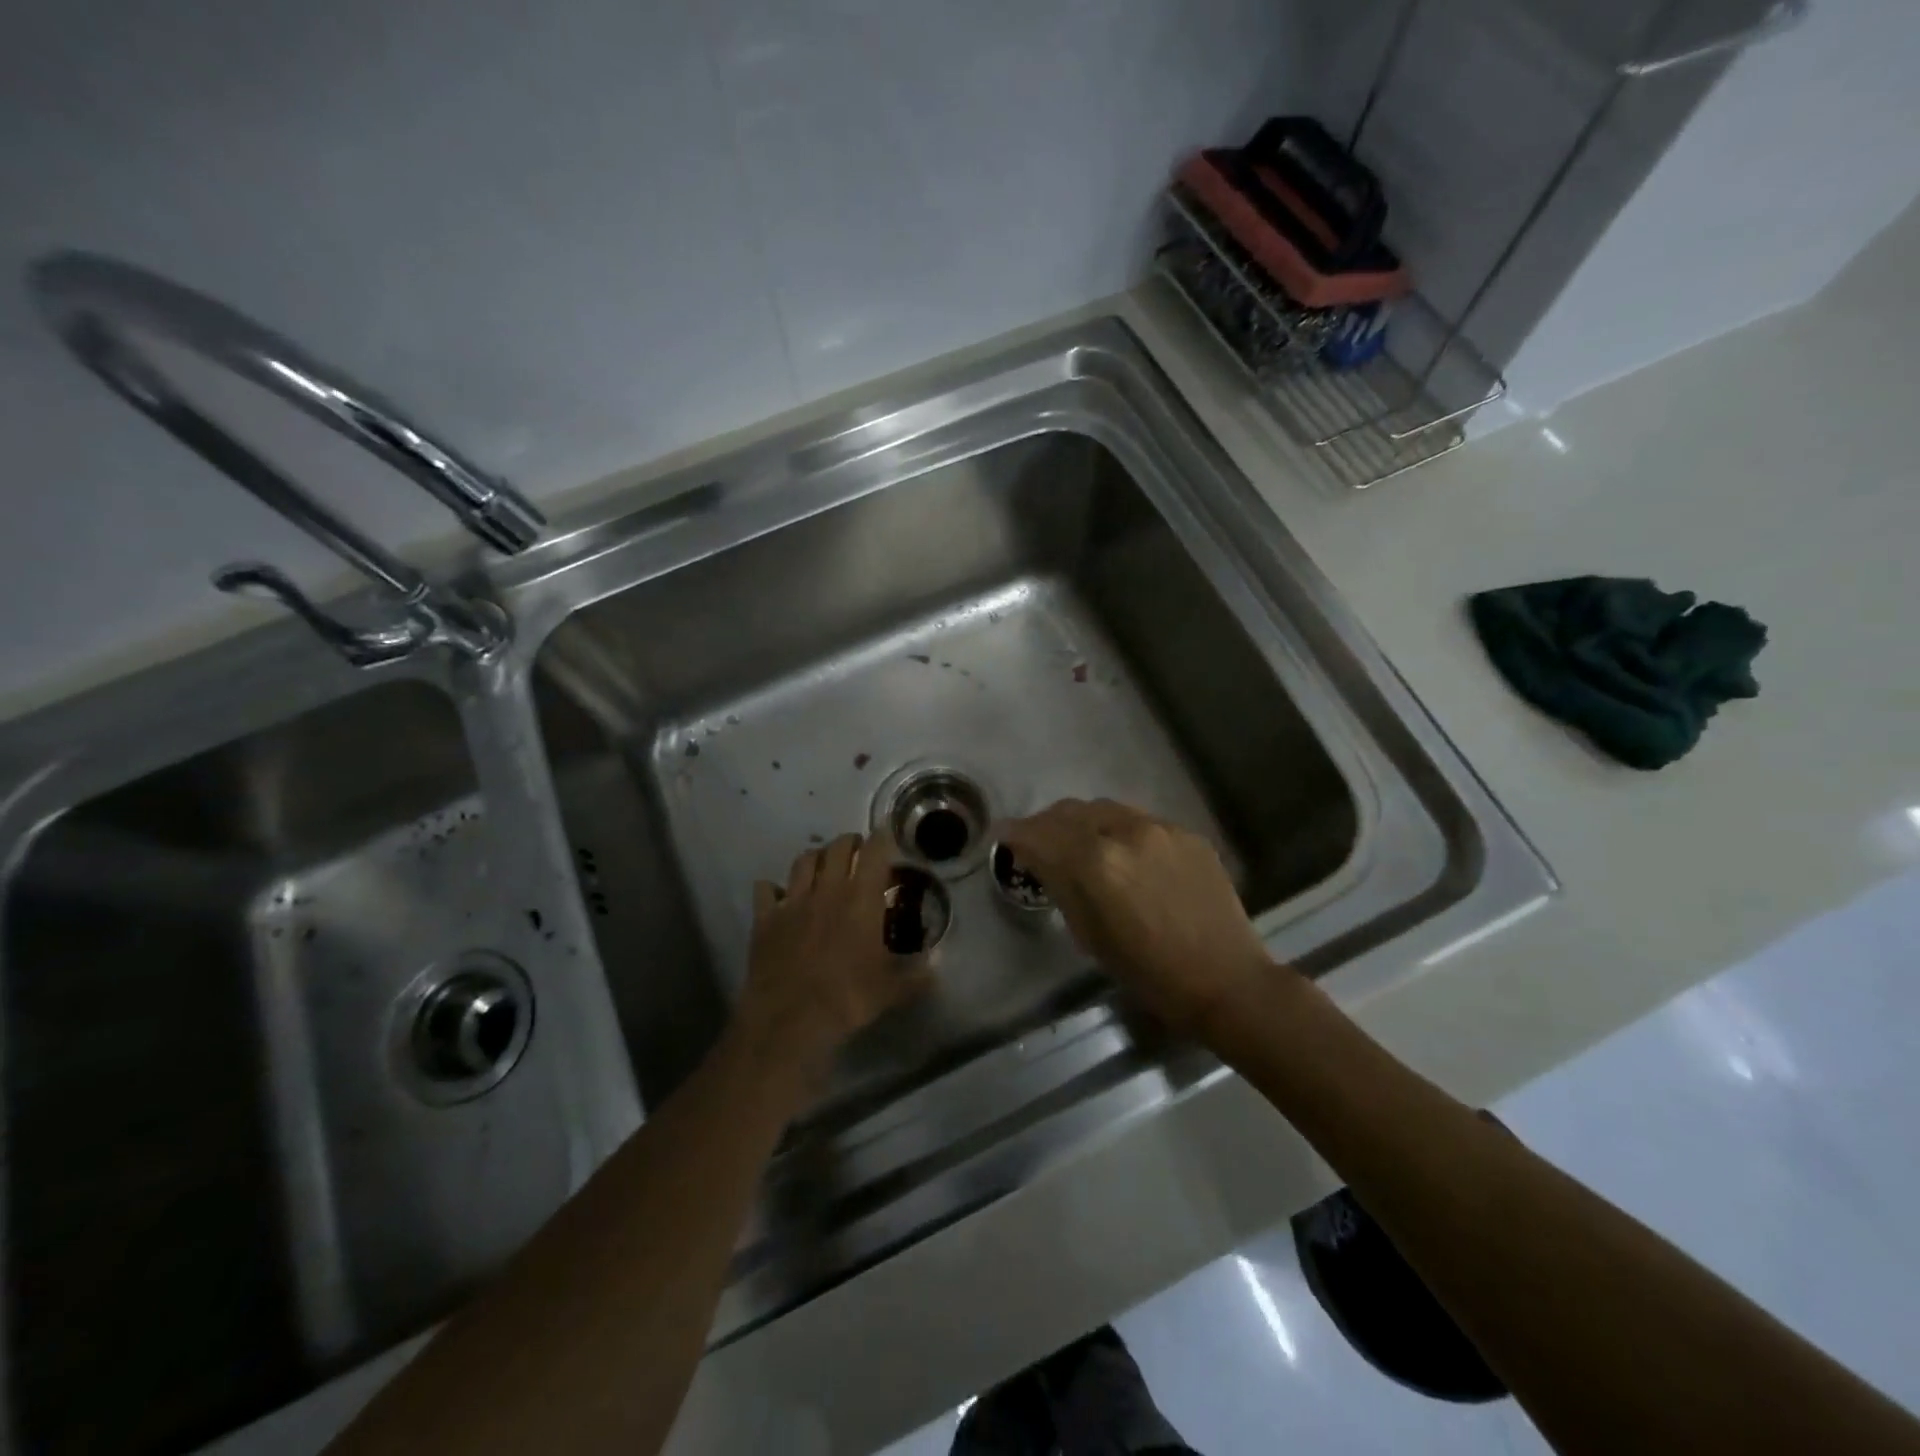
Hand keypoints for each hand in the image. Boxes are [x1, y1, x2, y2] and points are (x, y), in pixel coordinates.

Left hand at [733, 831, 932, 1093]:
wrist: (790, 1018)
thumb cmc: (848, 998)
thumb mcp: (892, 990)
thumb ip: (917, 975)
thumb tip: (937, 967)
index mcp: (862, 899)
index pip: (874, 852)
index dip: (882, 838)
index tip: (887, 836)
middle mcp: (828, 890)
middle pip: (838, 847)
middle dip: (850, 842)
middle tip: (858, 851)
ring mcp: (793, 901)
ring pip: (803, 860)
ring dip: (816, 857)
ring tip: (823, 865)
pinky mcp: (765, 918)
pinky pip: (766, 889)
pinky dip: (773, 888)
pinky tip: (778, 895)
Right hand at [1001, 799, 1276, 1040]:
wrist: (1226, 980)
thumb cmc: (1149, 973)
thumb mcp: (1090, 935)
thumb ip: (1061, 885)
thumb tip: (1038, 857)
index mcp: (1096, 863)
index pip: (1041, 833)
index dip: (1016, 832)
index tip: (1004, 836)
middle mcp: (1126, 831)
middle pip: (1070, 811)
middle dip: (1047, 823)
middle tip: (1038, 841)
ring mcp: (1161, 828)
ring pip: (1105, 809)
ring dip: (1083, 822)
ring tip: (1079, 844)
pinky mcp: (1187, 833)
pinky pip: (1141, 822)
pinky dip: (1120, 832)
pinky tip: (1126, 856)